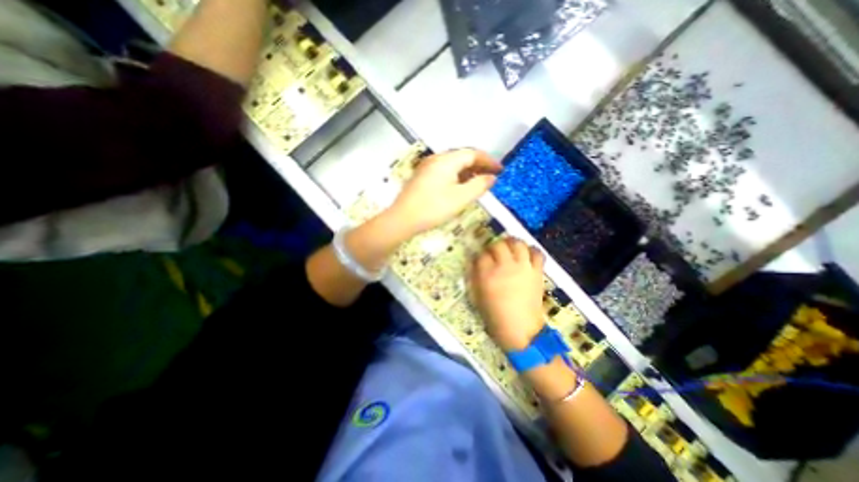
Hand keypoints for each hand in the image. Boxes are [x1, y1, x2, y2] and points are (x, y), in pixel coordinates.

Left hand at [385, 147, 500, 237]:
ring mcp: (427, 167)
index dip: (488, 161)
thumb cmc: (433, 208)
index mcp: (446, 160)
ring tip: (478, 183)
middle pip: (462, 157)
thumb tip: (491, 178)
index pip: (472, 153)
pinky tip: (461, 187)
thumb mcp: (461, 198)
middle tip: (491, 177)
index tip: (500, 170)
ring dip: (468, 171)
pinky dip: (456, 176)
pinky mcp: (422, 177)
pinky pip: (444, 171)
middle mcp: (436, 159)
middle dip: (478, 165)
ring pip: (453, 164)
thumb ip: (479, 185)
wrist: (402, 219)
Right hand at [469, 237, 542, 348]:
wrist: (521, 330)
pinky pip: (537, 253)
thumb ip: (475, 278)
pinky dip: (531, 250)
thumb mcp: (477, 297)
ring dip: (512, 243)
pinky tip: (526, 253)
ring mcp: (523, 267)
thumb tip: (475, 264)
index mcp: (488, 275)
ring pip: (517, 244)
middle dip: (494, 246)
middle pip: (498, 245)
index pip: (481, 255)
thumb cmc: (495, 316)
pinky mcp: (537, 271)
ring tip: (509, 247)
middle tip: (494, 252)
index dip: (479, 255)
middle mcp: (505, 267)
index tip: (480, 258)